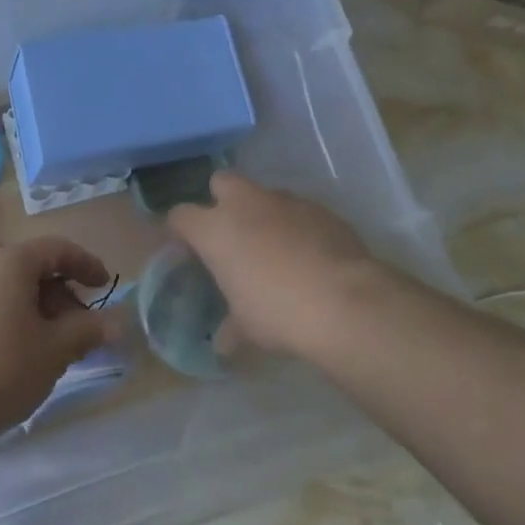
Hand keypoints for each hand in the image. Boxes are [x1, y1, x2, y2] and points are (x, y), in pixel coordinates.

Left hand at [0, 238, 117, 439]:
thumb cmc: (1, 370)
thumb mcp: (55, 350)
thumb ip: (88, 330)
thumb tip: (117, 323)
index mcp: (9, 262)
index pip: (56, 249)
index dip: (85, 264)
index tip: (104, 285)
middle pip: (30, 267)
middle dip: (60, 292)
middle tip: (79, 325)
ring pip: (7, 286)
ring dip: (35, 306)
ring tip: (50, 342)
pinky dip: (9, 315)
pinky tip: (16, 350)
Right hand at [168, 172, 393, 356]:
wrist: (344, 302)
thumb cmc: (278, 312)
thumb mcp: (246, 327)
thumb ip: (230, 327)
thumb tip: (224, 342)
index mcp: (215, 229)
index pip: (180, 215)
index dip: (180, 230)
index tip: (186, 248)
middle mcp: (246, 204)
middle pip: (221, 182)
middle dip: (222, 201)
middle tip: (231, 235)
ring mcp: (286, 201)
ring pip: (264, 194)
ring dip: (263, 213)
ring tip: (274, 248)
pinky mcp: (320, 208)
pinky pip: (299, 210)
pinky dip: (297, 226)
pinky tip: (308, 255)